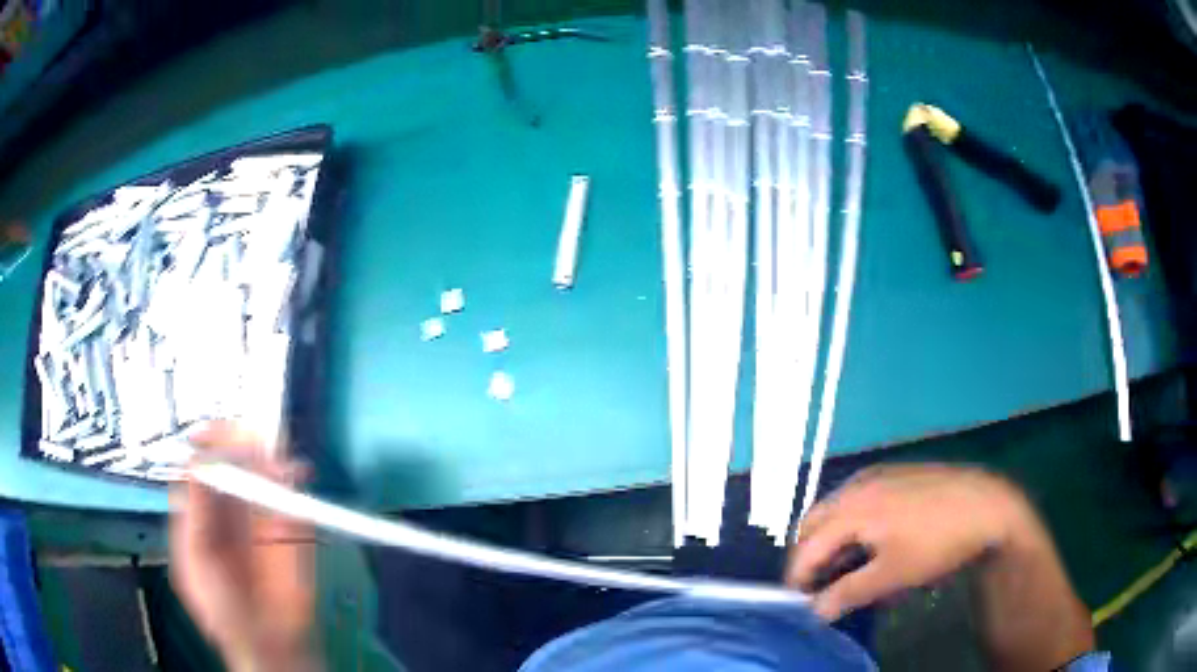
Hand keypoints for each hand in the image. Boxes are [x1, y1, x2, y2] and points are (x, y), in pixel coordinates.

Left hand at [170, 421, 321, 671]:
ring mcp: (261, 517)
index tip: (212, 432)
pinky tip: (294, 473)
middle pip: (232, 461)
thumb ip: (196, 510)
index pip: (199, 465)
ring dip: (269, 455)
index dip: (205, 444)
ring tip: (273, 453)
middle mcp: (228, 507)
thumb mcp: (197, 557)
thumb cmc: (221, 607)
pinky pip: (292, 497)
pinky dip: (293, 480)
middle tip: (249, 434)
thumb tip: (200, 460)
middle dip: (239, 442)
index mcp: (199, 512)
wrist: (270, 645)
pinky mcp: (291, 531)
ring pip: (263, 472)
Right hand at [787, 464, 1038, 620]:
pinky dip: (851, 522)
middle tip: (821, 586)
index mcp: (851, 508)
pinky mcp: (895, 473)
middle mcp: (857, 485)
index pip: (806, 548)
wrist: (986, 505)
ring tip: (846, 567)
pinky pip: (857, 499)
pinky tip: (872, 541)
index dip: (797, 579)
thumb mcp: (891, 576)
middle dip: (809, 556)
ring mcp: (877, 475)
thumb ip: (847, 594)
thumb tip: (814, 612)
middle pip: (813, 523)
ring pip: (836, 509)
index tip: (801, 605)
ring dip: (830, 539)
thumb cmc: (936, 543)